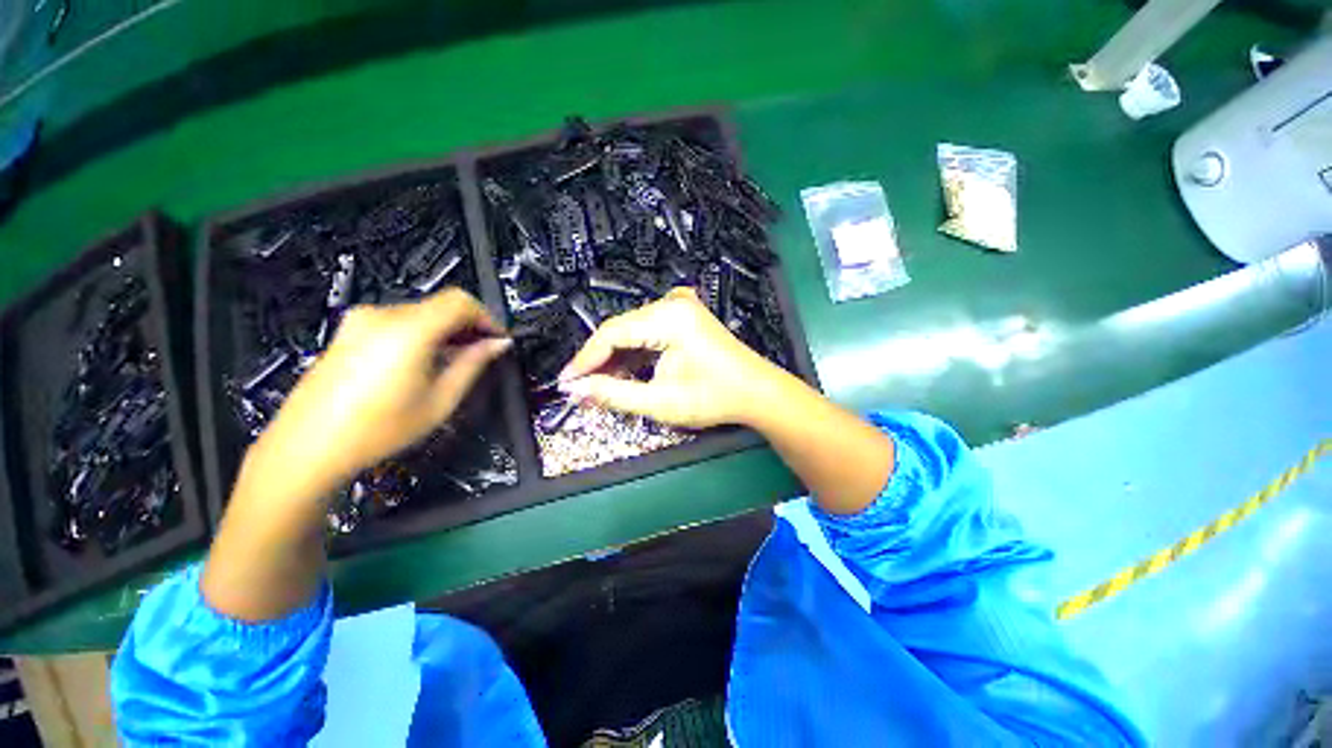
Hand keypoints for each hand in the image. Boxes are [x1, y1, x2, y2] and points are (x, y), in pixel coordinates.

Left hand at [246, 289, 508, 499]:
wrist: (307, 447)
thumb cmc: (380, 429)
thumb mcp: (440, 401)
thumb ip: (473, 365)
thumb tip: (498, 344)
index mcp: (408, 330)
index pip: (460, 301)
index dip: (486, 317)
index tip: (497, 340)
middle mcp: (382, 315)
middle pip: (440, 306)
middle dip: (467, 327)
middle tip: (479, 356)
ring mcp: (360, 321)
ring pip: (421, 314)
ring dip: (444, 332)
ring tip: (450, 365)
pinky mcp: (348, 331)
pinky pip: (398, 322)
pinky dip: (420, 335)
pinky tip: (420, 365)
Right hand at [558, 288, 783, 428]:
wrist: (757, 393)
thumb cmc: (714, 398)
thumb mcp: (660, 401)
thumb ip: (613, 394)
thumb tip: (575, 390)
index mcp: (668, 317)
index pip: (611, 334)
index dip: (584, 360)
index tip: (565, 383)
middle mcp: (671, 304)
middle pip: (620, 331)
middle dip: (598, 361)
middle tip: (580, 389)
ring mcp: (679, 308)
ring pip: (632, 333)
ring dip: (615, 360)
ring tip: (598, 386)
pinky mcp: (683, 318)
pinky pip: (647, 333)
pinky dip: (633, 355)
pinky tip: (622, 374)